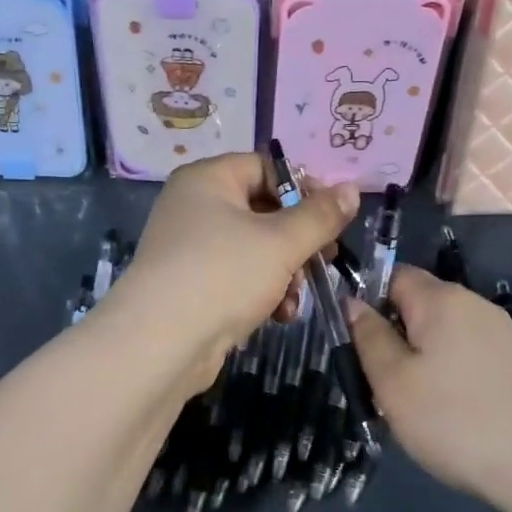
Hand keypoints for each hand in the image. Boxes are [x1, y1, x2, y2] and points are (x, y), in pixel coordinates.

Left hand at [101, 152, 359, 383]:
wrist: (159, 344)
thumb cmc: (222, 275)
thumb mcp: (281, 242)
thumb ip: (320, 215)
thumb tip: (352, 189)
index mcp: (207, 180)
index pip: (264, 166)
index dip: (302, 189)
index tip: (332, 218)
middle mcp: (192, 206)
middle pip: (261, 210)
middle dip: (297, 240)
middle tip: (325, 260)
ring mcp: (188, 248)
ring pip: (253, 248)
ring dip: (284, 273)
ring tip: (295, 299)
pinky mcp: (190, 285)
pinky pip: (235, 276)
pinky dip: (260, 292)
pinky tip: (278, 316)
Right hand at [349, 266, 511, 501]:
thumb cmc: (455, 420)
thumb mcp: (392, 381)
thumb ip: (368, 336)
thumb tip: (354, 302)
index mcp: (440, 298)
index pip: (392, 275)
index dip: (367, 301)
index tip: (357, 345)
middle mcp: (474, 304)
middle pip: (418, 305)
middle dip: (394, 336)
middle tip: (380, 384)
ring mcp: (502, 334)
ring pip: (442, 335)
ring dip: (420, 361)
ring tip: (413, 407)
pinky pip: (467, 356)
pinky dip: (449, 377)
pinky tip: (450, 415)